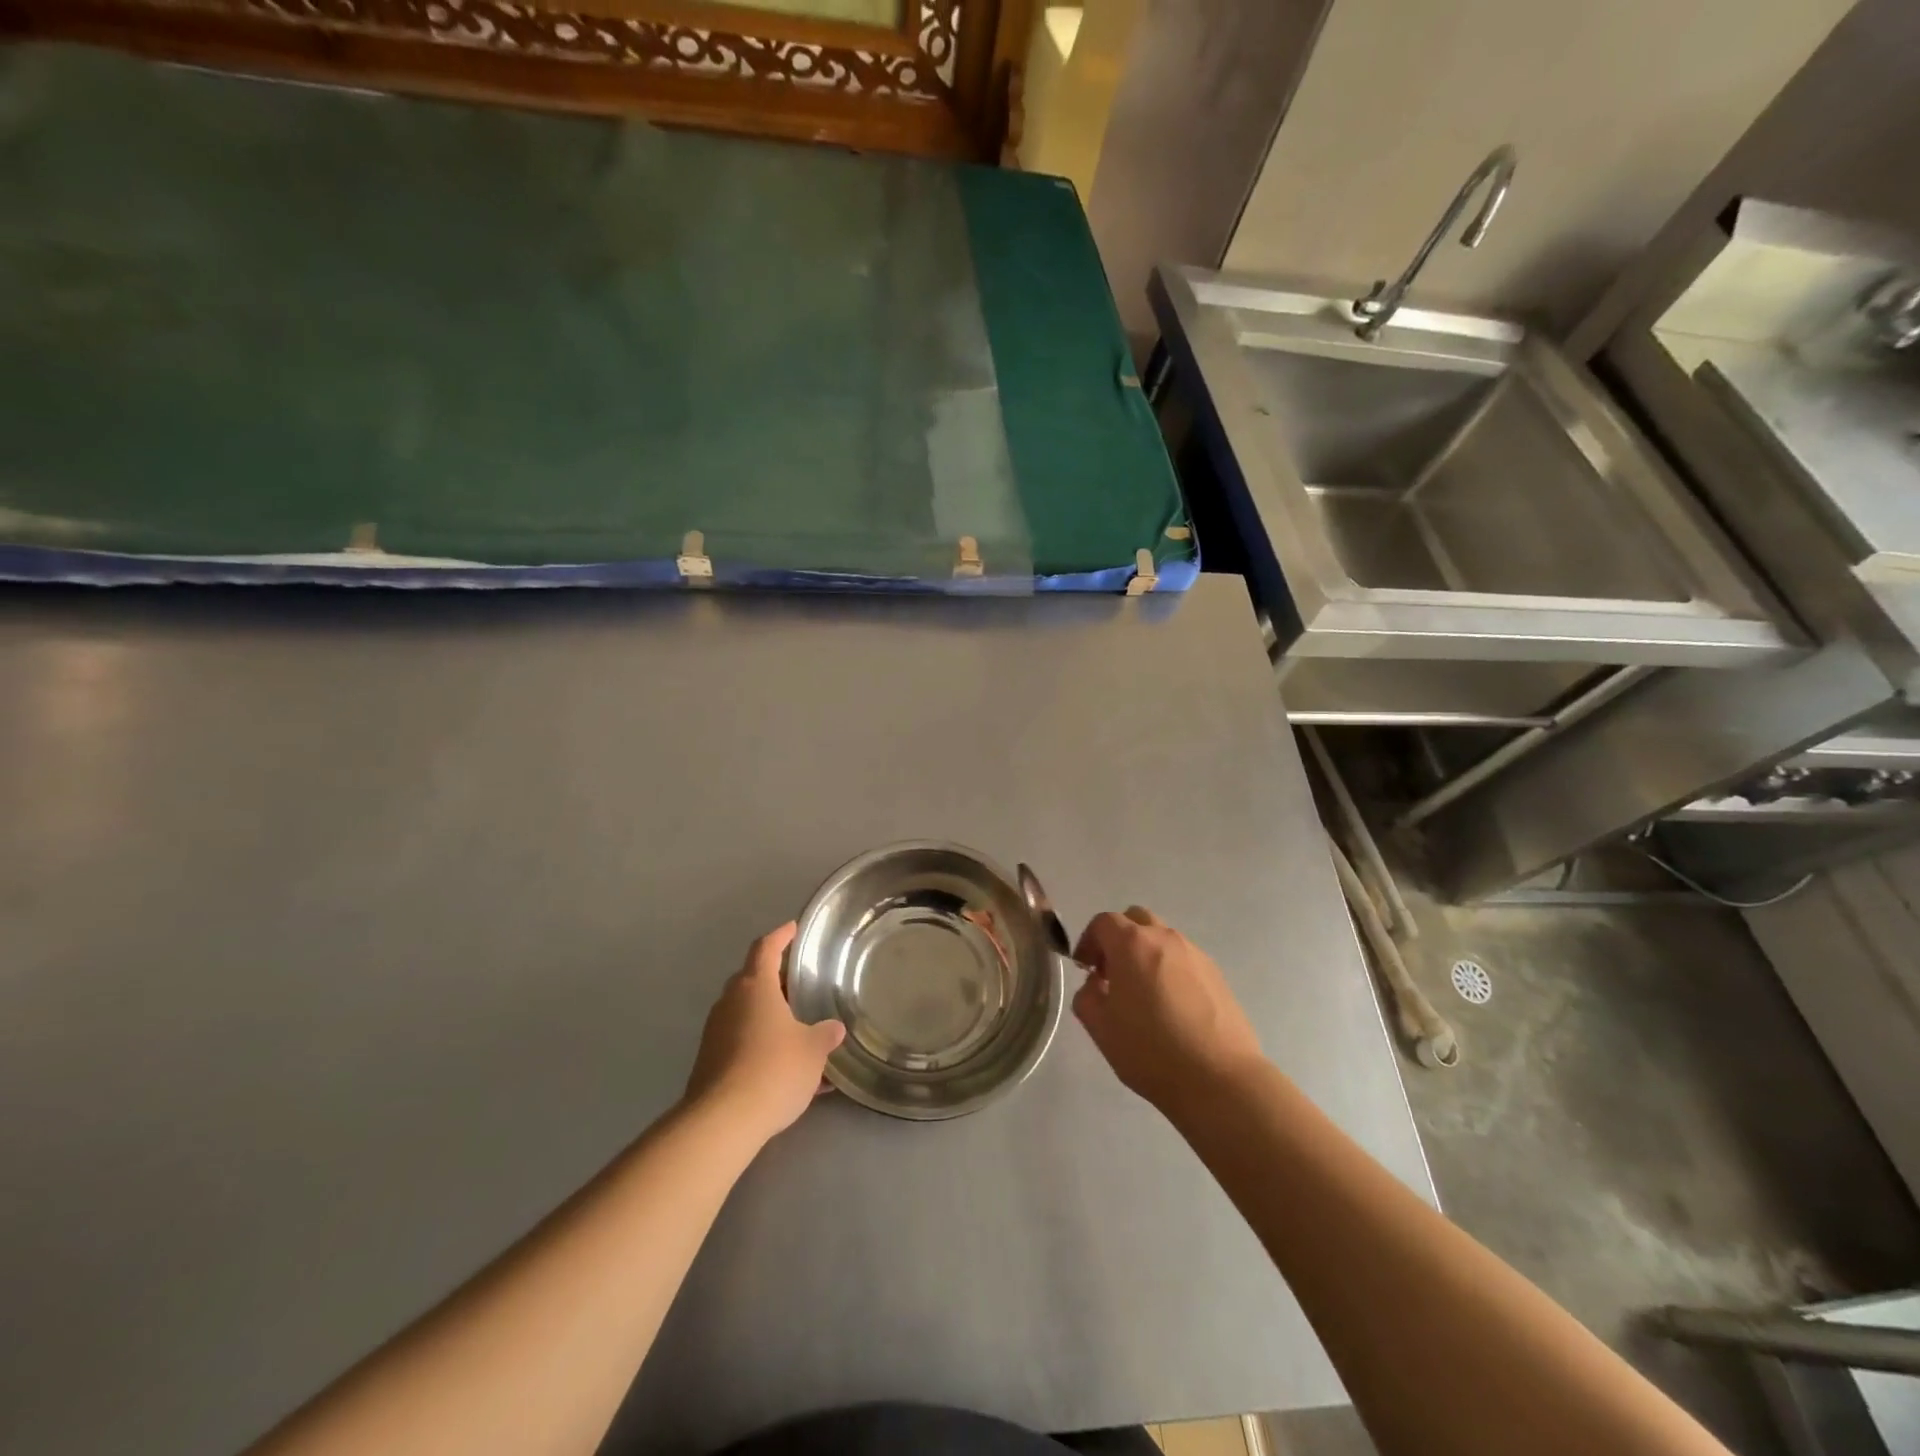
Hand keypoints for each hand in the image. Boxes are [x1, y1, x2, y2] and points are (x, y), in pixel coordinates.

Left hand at [685, 923, 845, 1145]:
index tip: (793, 929)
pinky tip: (784, 1070)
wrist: (722, 1122)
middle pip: (751, 979)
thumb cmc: (773, 1070)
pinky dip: (760, 1046)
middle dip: (774, 980)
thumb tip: (833, 1028)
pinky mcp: (708, 1063)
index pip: (766, 948)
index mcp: (755, 987)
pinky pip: (739, 1043)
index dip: (780, 936)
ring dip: (767, 1016)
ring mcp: (715, 1033)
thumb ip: (824, 1035)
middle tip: (798, 984)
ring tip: (797, 1030)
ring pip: (744, 1013)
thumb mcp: (812, 1051)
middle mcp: (730, 1003)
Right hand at [1072, 907, 1264, 1114]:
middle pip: (1136, 920)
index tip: (1085, 969)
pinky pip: (1184, 959)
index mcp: (1132, 944)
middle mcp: (1165, 938)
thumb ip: (1087, 996)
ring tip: (1144, 994)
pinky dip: (1170, 970)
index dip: (1088, 941)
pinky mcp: (1217, 974)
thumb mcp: (1100, 1028)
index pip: (1103, 922)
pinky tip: (1172, 1007)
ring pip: (1162, 939)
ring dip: (1146, 954)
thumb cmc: (1151, 1050)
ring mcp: (1195, 954)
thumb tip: (1096, 984)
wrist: (1220, 1079)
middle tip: (1113, 973)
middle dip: (1119, 939)